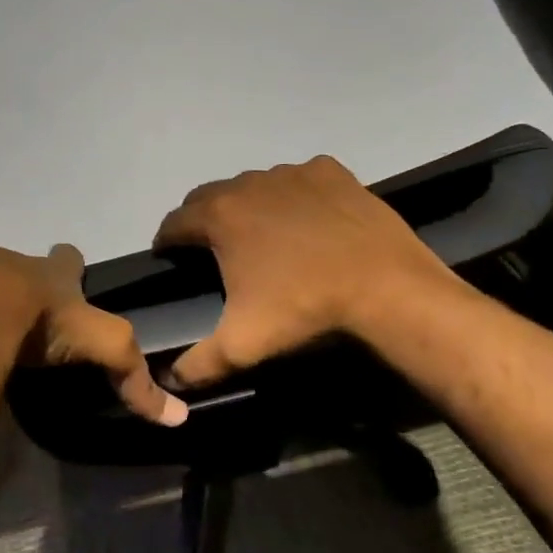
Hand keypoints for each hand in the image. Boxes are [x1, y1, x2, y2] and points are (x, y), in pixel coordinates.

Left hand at [0, 245, 187, 425]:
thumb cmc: (44, 322)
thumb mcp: (101, 346)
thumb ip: (134, 376)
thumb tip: (178, 417)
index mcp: (52, 272)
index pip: (69, 258)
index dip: (70, 264)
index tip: (69, 270)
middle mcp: (12, 262)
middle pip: (19, 265)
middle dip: (19, 279)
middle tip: (19, 306)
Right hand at [153, 155, 460, 389]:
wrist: (386, 288)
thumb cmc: (305, 309)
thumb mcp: (243, 345)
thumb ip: (198, 364)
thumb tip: (169, 381)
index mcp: (220, 216)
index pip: (174, 222)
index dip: (166, 241)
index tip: (169, 257)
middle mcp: (248, 183)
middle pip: (208, 196)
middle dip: (201, 219)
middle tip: (212, 249)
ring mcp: (291, 172)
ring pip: (253, 185)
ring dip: (248, 205)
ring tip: (263, 237)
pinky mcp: (329, 171)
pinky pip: (297, 179)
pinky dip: (292, 195)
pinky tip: (306, 220)